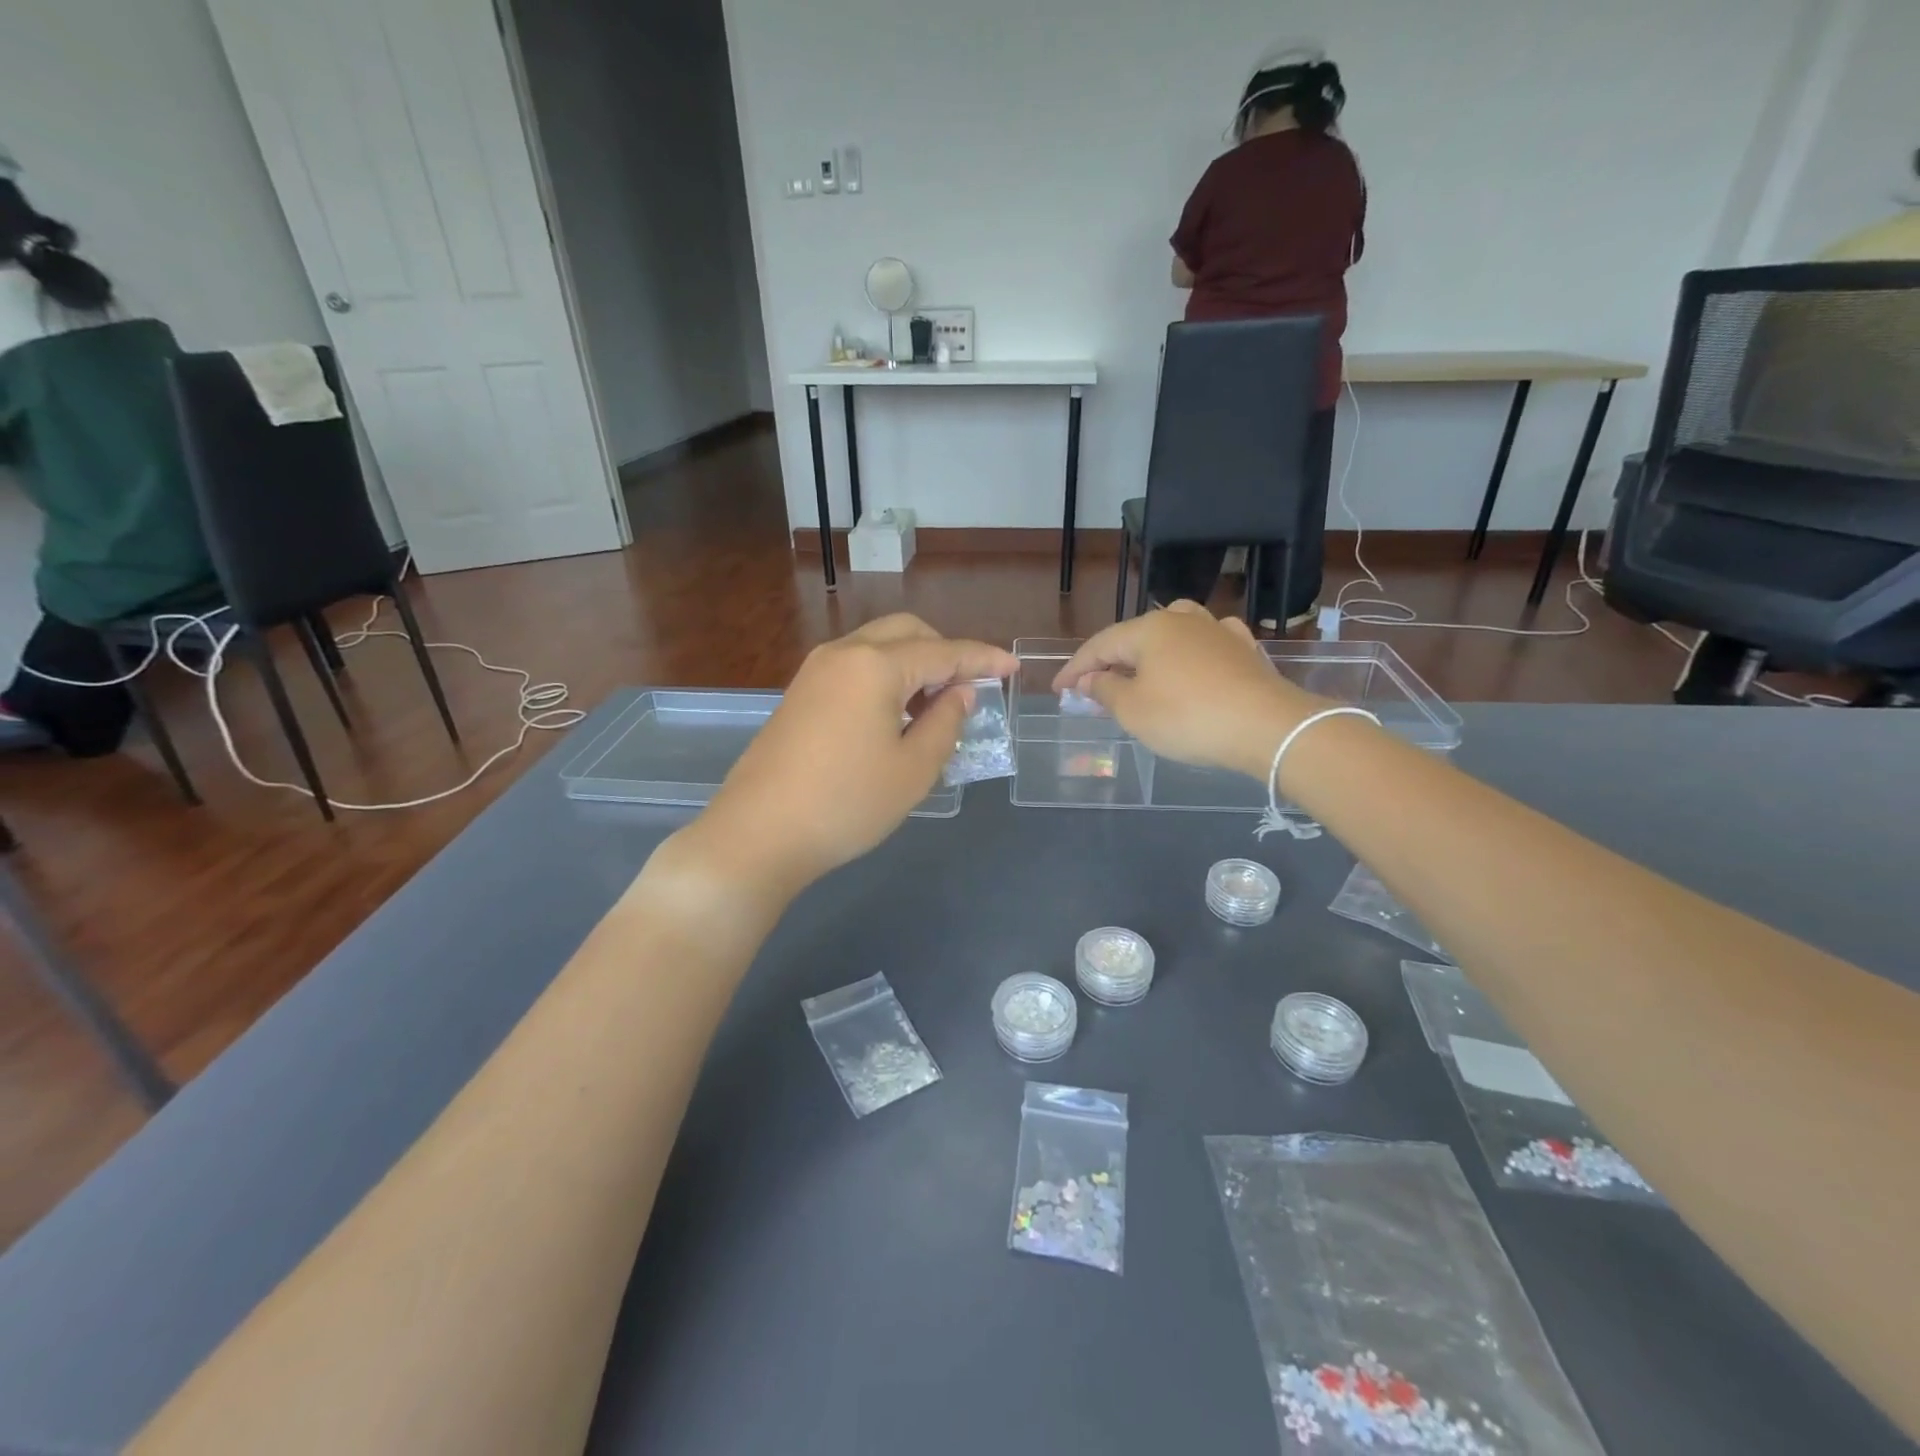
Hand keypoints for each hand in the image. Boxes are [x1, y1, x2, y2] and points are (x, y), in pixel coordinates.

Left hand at [696, 615, 1017, 894]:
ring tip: (934, 707)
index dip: (983, 658)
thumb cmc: (847, 803)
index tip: (1012, 667)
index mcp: (876, 665)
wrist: (758, 833)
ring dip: (913, 664)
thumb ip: (946, 722)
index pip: (944, 651)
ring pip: (878, 647)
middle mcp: (844, 653)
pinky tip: (895, 715)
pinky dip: (885, 677)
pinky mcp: (800, 693)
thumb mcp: (913, 769)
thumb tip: (959, 692)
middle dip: (945, 652)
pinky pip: (855, 667)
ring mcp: (815, 671)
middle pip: (907, 633)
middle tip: (969, 689)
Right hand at [1052, 603, 1325, 778]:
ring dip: (1149, 653)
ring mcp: (1217, 630)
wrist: (1266, 727)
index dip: (1075, 669)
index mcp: (1149, 629)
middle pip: (1134, 637)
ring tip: (1139, 672)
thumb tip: (1091, 679)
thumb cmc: (1187, 717)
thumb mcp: (1132, 710)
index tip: (1058, 690)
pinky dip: (1189, 654)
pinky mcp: (1244, 650)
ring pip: (1172, 633)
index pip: (1099, 645)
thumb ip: (1105, 690)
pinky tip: (1192, 660)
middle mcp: (1182, 620)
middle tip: (1093, 688)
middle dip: (1111, 662)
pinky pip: (1206, 643)